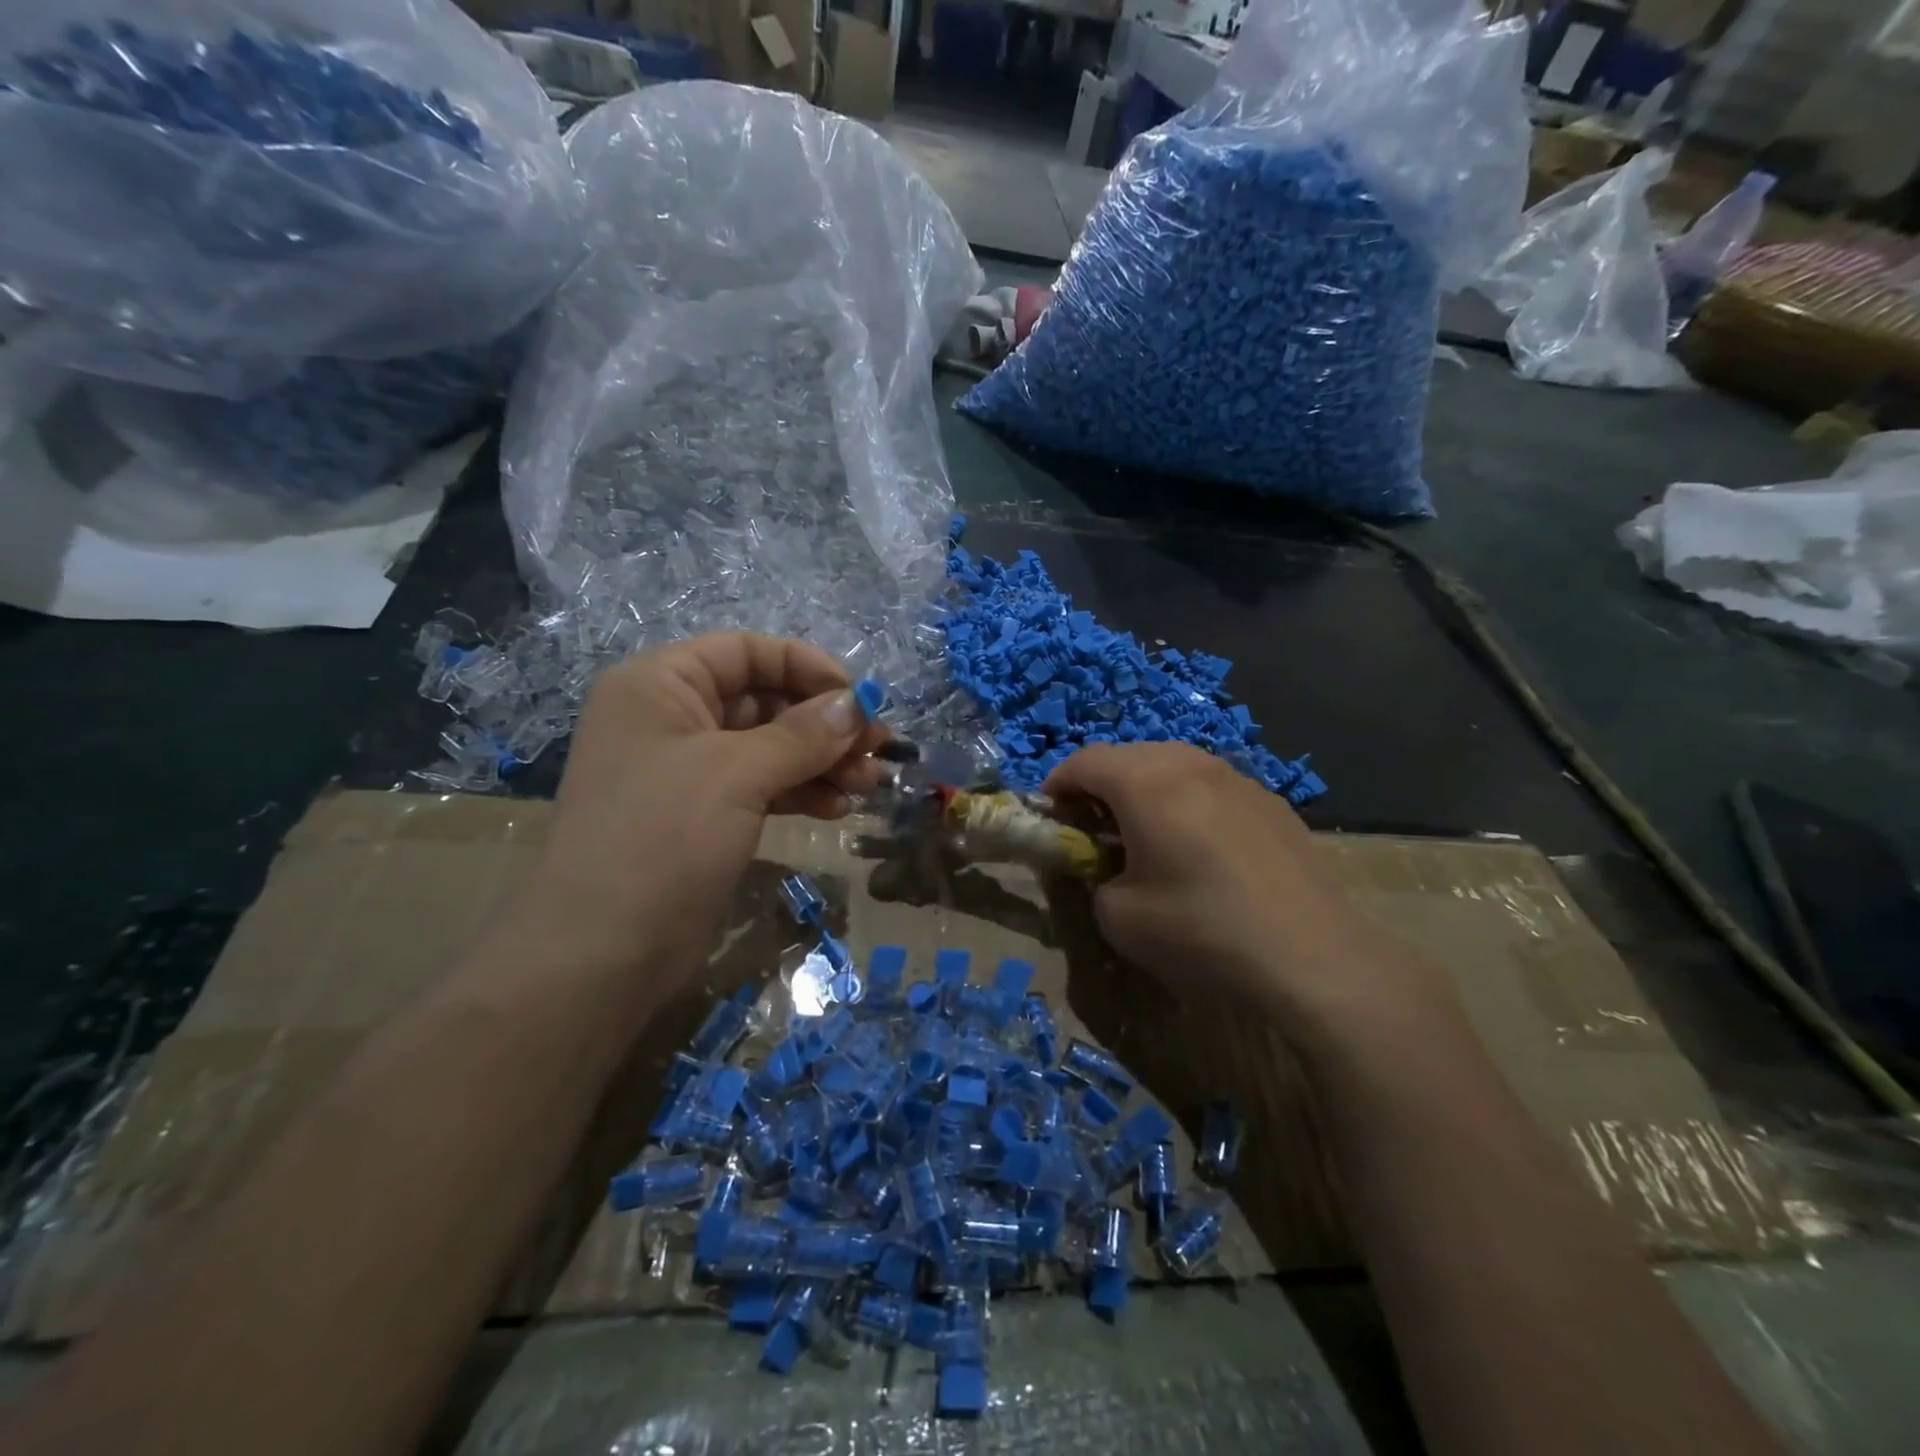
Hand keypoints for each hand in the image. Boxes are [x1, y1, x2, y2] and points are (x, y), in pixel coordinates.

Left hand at [500, 634, 885, 1019]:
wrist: (602, 951)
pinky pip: (763, 786)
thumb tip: (857, 706)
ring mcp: (688, 770)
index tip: (859, 699)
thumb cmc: (662, 837)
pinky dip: (802, 791)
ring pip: (770, 747)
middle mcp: (672, 718)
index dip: (806, 667)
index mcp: (661, 685)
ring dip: (823, 761)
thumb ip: (802, 734)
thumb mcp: (736, 773)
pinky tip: (839, 808)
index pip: (746, 653)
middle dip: (824, 724)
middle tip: (878, 748)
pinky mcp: (705, 815)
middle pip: (764, 701)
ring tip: (870, 783)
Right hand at [1046, 742, 1441, 1046]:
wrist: (1313, 956)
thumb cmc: (1201, 930)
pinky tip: (1200, 850)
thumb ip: (1093, 879)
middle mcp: (1191, 763)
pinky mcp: (1271, 801)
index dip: (1056, 786)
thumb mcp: (1118, 917)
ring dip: (1145, 792)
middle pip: (1128, 756)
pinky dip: (1186, 803)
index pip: (1083, 761)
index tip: (1050, 818)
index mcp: (1146, 781)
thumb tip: (1105, 868)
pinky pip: (1210, 786)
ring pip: (1172, 766)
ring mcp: (1238, 777)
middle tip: (1093, 830)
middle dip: (1100, 786)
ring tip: (1146, 837)